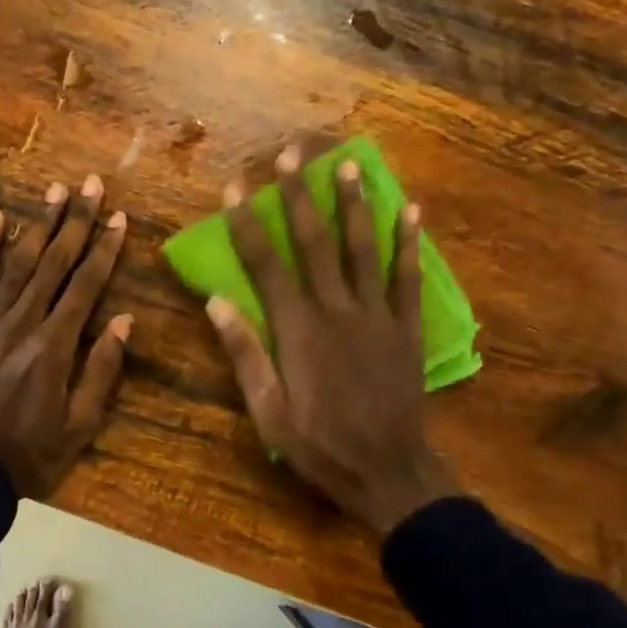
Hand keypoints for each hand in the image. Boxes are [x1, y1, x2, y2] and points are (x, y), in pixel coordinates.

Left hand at [0, 175, 132, 497]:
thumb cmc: (28, 456)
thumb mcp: (80, 427)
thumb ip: (102, 371)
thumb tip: (123, 320)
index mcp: (54, 348)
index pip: (86, 287)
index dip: (105, 250)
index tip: (120, 218)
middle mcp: (21, 324)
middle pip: (54, 264)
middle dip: (76, 221)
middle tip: (91, 184)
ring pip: (17, 264)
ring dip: (38, 224)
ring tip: (53, 189)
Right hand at [206, 146, 456, 534]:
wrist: (388, 473)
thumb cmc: (319, 446)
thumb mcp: (267, 412)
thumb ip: (245, 355)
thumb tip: (217, 302)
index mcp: (298, 330)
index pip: (266, 265)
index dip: (248, 224)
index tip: (235, 188)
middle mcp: (337, 311)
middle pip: (315, 243)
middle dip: (299, 196)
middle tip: (291, 154)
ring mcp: (377, 316)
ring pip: (363, 249)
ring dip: (354, 204)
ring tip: (348, 165)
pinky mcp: (407, 328)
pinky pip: (408, 277)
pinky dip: (409, 243)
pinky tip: (409, 210)